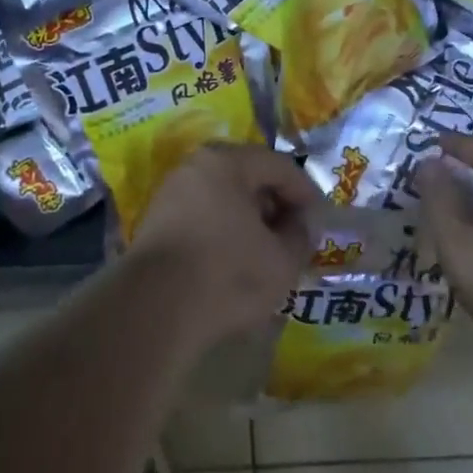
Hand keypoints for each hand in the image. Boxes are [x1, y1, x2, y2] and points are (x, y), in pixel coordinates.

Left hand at [126, 143, 324, 348]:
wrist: (153, 310)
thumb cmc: (227, 275)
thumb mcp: (282, 260)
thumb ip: (301, 235)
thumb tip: (302, 223)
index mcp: (226, 162)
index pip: (279, 166)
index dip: (306, 193)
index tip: (319, 222)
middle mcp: (194, 167)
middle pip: (248, 177)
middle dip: (276, 205)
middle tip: (294, 236)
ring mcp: (170, 194)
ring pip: (223, 198)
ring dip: (249, 220)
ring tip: (267, 253)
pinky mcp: (155, 223)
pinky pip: (202, 216)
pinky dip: (224, 231)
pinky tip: (235, 261)